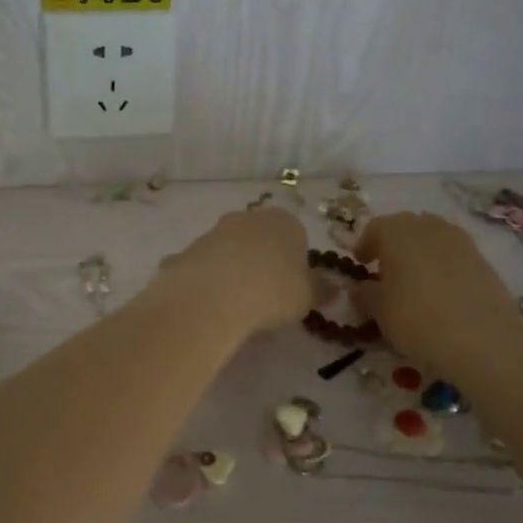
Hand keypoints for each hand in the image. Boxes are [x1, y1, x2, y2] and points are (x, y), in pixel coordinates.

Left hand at [157, 207, 315, 332]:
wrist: (215, 295)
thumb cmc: (274, 291)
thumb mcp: (308, 296)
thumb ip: (321, 290)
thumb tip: (334, 288)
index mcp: (284, 221)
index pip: (296, 236)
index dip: (295, 262)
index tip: (292, 287)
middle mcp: (248, 218)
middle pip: (259, 238)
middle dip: (261, 260)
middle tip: (264, 294)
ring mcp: (214, 231)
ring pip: (229, 250)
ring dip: (232, 269)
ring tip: (235, 303)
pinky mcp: (188, 250)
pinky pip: (203, 266)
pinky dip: (205, 280)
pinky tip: (207, 304)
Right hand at [352, 211, 522, 377]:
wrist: (484, 340)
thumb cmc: (417, 319)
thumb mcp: (379, 311)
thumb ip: (365, 294)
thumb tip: (361, 288)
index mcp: (396, 232)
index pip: (374, 228)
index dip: (365, 245)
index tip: (361, 263)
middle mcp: (427, 227)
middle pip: (406, 226)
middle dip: (393, 243)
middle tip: (386, 269)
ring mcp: (460, 241)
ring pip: (432, 237)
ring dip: (420, 251)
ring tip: (414, 279)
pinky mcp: (483, 260)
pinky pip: (454, 254)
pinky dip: (443, 265)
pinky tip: (441, 290)